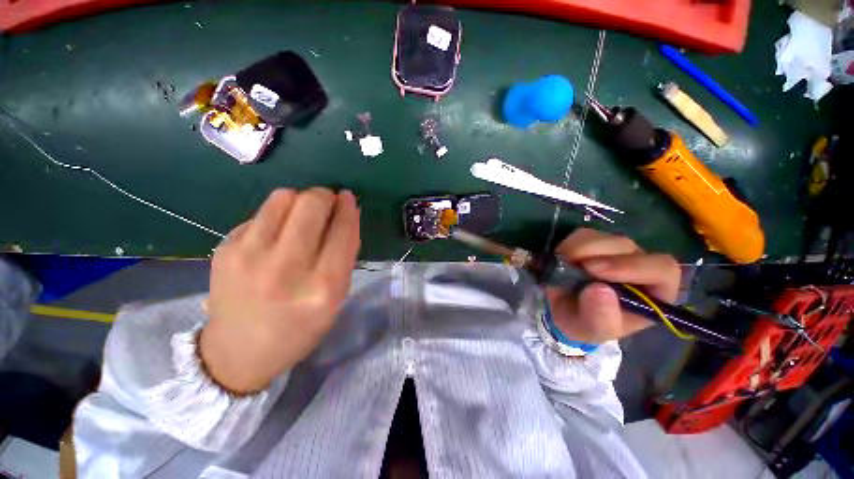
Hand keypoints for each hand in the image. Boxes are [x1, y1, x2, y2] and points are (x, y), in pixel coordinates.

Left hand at [199, 188, 360, 393]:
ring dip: (300, 199)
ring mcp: (249, 256)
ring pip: (283, 198)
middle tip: (328, 202)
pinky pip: (261, 212)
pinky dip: (277, 215)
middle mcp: (285, 268)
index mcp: (322, 287)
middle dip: (325, 196)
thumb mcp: (335, 297)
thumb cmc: (299, 327)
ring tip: (303, 214)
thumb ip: (345, 255)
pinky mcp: (225, 248)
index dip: (348, 209)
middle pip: (311, 205)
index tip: (348, 198)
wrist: (238, 352)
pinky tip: (277, 234)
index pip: (342, 231)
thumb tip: (347, 215)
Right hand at [545, 228, 680, 344]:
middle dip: (599, 255)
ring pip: (603, 237)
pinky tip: (563, 260)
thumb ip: (600, 317)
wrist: (563, 310)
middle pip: (627, 247)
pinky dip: (569, 245)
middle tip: (575, 266)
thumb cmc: (585, 323)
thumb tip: (598, 289)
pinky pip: (582, 234)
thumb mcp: (592, 330)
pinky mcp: (593, 241)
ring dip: (580, 249)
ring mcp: (615, 251)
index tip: (596, 271)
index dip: (633, 267)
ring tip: (565, 267)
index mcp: (653, 292)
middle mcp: (638, 266)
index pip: (662, 269)